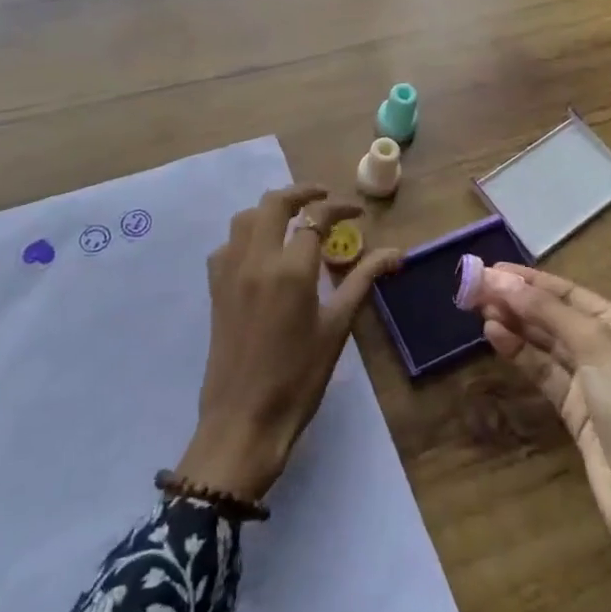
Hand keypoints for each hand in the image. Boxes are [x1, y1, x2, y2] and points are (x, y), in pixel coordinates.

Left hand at [176, 185, 402, 503]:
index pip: (316, 217)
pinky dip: (248, 234)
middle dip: (301, 192)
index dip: (339, 209)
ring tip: (294, 219)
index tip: (356, 214)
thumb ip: (363, 281)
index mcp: (291, 269)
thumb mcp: (337, 327)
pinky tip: (263, 252)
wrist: (243, 419)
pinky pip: (228, 243)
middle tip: (323, 198)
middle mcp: (256, 258)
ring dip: (271, 209)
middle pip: (274, 202)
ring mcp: (230, 270)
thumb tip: (395, 254)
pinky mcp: (215, 286)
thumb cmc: (299, 377)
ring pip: (246, 217)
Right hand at [466, 262, 610, 611]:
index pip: (568, 292)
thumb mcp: (596, 348)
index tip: (488, 269)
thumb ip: (548, 311)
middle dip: (517, 300)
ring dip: (515, 324)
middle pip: (555, 315)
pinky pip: (543, 371)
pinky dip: (520, 353)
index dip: (528, 280)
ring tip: (479, 310)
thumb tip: (501, 280)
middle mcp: (610, 347)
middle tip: (473, 289)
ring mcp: (593, 381)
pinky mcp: (577, 411)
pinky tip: (496, 337)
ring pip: (546, 343)